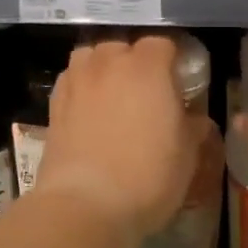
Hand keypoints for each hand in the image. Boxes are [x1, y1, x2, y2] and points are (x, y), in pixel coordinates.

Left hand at [37, 35, 197, 246]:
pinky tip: (88, 110)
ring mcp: (77, 80)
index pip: (163, 44)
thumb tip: (194, 118)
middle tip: (146, 92)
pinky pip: (72, 79)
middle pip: (123, 46)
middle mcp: (109, 63)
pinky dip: (82, 86)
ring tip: (112, 94)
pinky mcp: (54, 102)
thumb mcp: (187, 155)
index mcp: (147, 67)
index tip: (179, 81)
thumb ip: (192, 126)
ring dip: (103, 67)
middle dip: (135, 62)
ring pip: (91, 56)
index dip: (172, 60)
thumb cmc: (147, 176)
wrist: (85, 204)